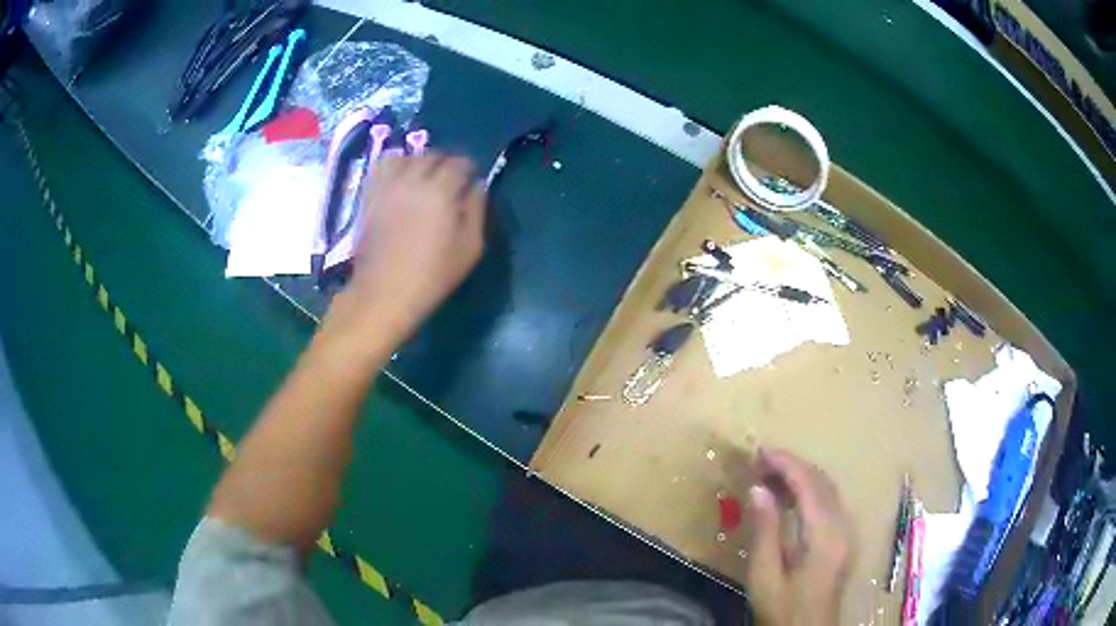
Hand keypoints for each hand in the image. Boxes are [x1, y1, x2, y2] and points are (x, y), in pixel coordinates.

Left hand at [329, 154, 486, 338]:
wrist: (384, 293)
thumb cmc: (432, 275)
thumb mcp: (470, 248)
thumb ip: (477, 210)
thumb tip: (478, 185)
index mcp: (441, 191)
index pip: (459, 163)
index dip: (469, 170)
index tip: (471, 183)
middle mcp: (413, 180)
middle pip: (433, 156)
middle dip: (446, 164)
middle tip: (450, 183)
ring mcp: (387, 186)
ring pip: (407, 156)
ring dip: (420, 162)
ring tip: (424, 179)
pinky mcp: (370, 195)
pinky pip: (382, 166)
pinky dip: (395, 165)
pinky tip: (400, 180)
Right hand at [745, 449, 854, 625]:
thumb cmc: (783, 610)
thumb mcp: (765, 576)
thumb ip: (765, 531)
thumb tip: (758, 488)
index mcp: (825, 536)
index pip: (809, 485)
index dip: (786, 464)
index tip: (760, 453)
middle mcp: (843, 527)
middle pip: (822, 482)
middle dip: (793, 466)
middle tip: (760, 463)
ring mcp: (847, 532)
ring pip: (828, 490)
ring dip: (801, 477)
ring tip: (769, 475)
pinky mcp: (844, 539)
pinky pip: (829, 503)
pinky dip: (809, 491)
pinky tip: (789, 498)